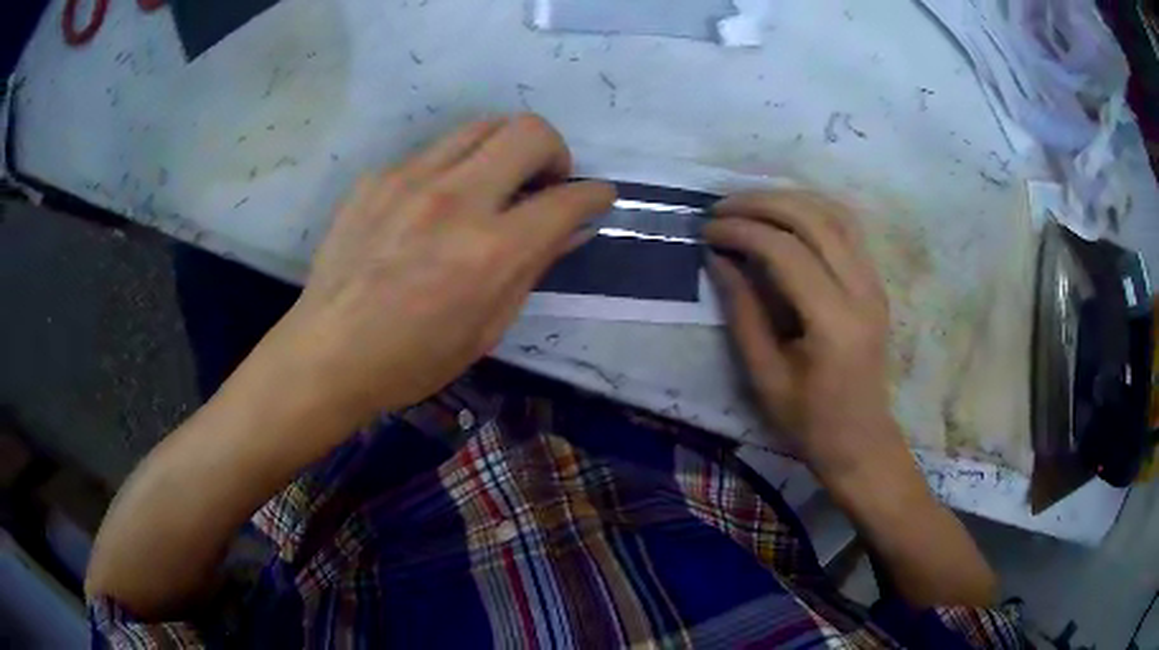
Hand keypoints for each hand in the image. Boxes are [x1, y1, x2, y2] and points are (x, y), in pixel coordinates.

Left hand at [266, 115, 614, 420]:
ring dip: (505, 148)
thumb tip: (571, 229)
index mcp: (491, 251)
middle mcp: (455, 199)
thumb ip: (533, 268)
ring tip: (495, 183)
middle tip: (544, 182)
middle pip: (529, 131)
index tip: (597, 197)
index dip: (594, 195)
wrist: (328, 352)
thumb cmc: (413, 359)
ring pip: (482, 126)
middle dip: (554, 150)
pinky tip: (434, 205)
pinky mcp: (377, 177)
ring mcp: (410, 179)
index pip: (566, 198)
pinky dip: (453, 168)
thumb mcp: (487, 328)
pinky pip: (433, 152)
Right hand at [705, 191, 905, 480]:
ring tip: (749, 204)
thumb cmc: (810, 421)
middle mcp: (862, 291)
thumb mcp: (765, 376)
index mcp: (834, 322)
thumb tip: (718, 258)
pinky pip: (847, 227)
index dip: (742, 231)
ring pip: (835, 213)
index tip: (708, 231)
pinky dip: (813, 209)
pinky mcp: (875, 283)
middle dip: (762, 203)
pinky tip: (786, 213)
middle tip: (722, 207)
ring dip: (789, 199)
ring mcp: (874, 283)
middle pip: (813, 219)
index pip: (786, 251)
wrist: (861, 441)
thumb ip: (742, 312)